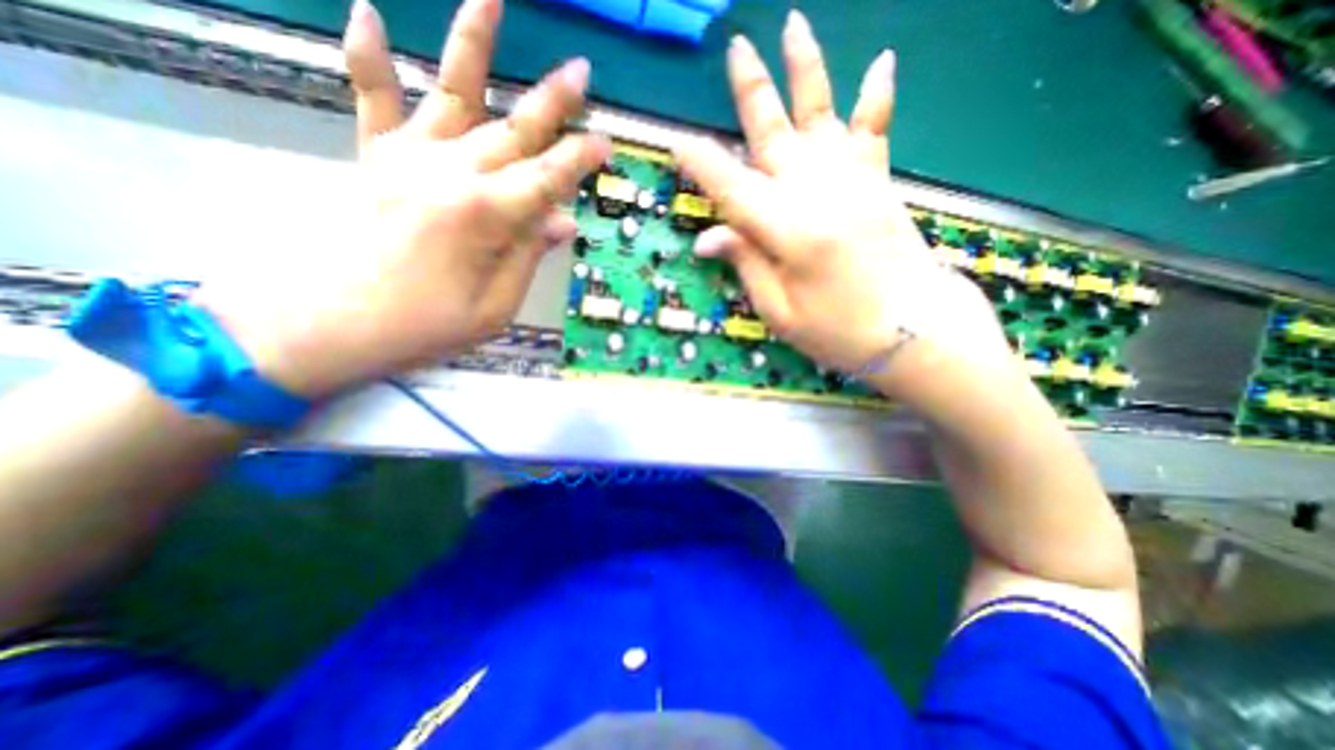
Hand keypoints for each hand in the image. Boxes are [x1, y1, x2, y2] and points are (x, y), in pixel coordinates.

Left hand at [200, 1, 608, 396]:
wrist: (328, 327)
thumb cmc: (425, 326)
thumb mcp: (496, 306)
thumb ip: (528, 255)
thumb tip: (564, 222)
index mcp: (488, 216)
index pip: (549, 178)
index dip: (580, 161)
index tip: (606, 144)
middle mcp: (453, 173)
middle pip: (514, 130)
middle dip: (553, 102)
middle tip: (581, 71)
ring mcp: (408, 158)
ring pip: (451, 92)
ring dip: (473, 42)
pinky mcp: (373, 158)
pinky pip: (371, 99)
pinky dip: (366, 56)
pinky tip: (367, 12)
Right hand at [673, 12, 1006, 383]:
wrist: (912, 332)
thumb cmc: (839, 331)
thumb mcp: (779, 311)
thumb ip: (746, 265)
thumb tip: (706, 238)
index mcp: (786, 230)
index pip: (730, 187)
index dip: (700, 165)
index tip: (675, 141)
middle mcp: (816, 193)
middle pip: (774, 134)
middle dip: (751, 91)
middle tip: (735, 48)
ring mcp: (852, 182)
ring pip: (822, 115)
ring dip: (807, 70)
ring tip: (794, 23)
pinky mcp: (879, 185)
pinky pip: (875, 131)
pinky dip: (877, 97)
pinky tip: (883, 61)